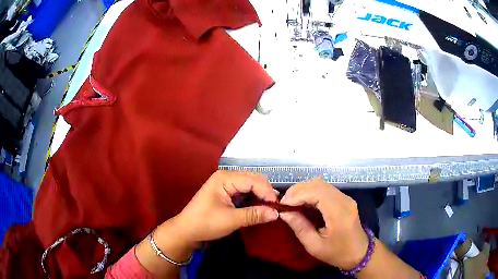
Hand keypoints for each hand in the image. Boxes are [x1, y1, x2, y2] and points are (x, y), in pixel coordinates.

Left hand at [170, 170, 278, 245]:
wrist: (186, 231)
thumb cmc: (205, 223)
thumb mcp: (231, 220)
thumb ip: (254, 214)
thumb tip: (277, 213)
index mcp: (225, 178)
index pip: (253, 180)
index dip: (267, 192)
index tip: (278, 206)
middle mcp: (226, 176)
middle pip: (253, 179)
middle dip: (266, 192)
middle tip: (277, 206)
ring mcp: (226, 183)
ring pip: (250, 184)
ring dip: (261, 194)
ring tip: (271, 207)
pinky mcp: (226, 192)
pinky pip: (245, 191)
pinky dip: (254, 197)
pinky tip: (260, 206)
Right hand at [279, 178, 368, 269]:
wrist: (359, 253)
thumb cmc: (337, 253)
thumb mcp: (314, 246)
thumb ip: (299, 227)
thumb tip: (284, 212)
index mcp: (339, 214)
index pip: (317, 193)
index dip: (298, 195)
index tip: (283, 205)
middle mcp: (345, 201)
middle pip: (319, 184)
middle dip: (298, 190)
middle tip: (284, 202)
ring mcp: (346, 198)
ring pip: (322, 184)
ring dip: (304, 189)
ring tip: (291, 201)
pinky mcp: (345, 199)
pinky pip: (326, 189)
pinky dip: (312, 192)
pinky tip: (304, 202)